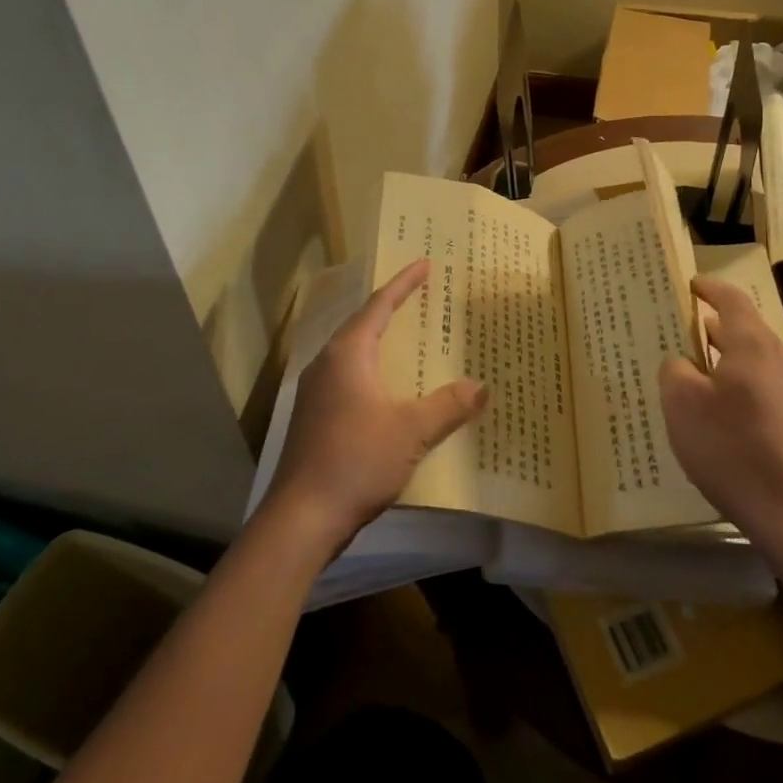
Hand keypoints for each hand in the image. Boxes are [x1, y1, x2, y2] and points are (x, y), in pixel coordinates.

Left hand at [261, 260, 487, 551]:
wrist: (302, 518)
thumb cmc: (357, 460)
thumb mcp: (411, 431)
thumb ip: (448, 406)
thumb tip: (481, 386)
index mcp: (348, 354)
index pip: (379, 306)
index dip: (404, 284)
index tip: (425, 264)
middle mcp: (327, 364)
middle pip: (363, 325)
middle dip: (392, 310)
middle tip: (421, 297)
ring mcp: (316, 393)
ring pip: (354, 354)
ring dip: (381, 343)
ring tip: (409, 339)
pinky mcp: (314, 418)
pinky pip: (349, 379)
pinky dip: (373, 372)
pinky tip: (389, 391)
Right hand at [658, 275, 782, 554]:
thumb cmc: (735, 451)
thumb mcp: (682, 407)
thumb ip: (676, 371)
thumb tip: (683, 361)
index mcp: (753, 346)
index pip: (732, 300)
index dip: (711, 289)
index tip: (693, 286)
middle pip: (753, 332)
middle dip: (722, 331)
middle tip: (694, 339)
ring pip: (772, 363)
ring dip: (746, 363)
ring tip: (721, 379)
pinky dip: (764, 394)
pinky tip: (753, 418)